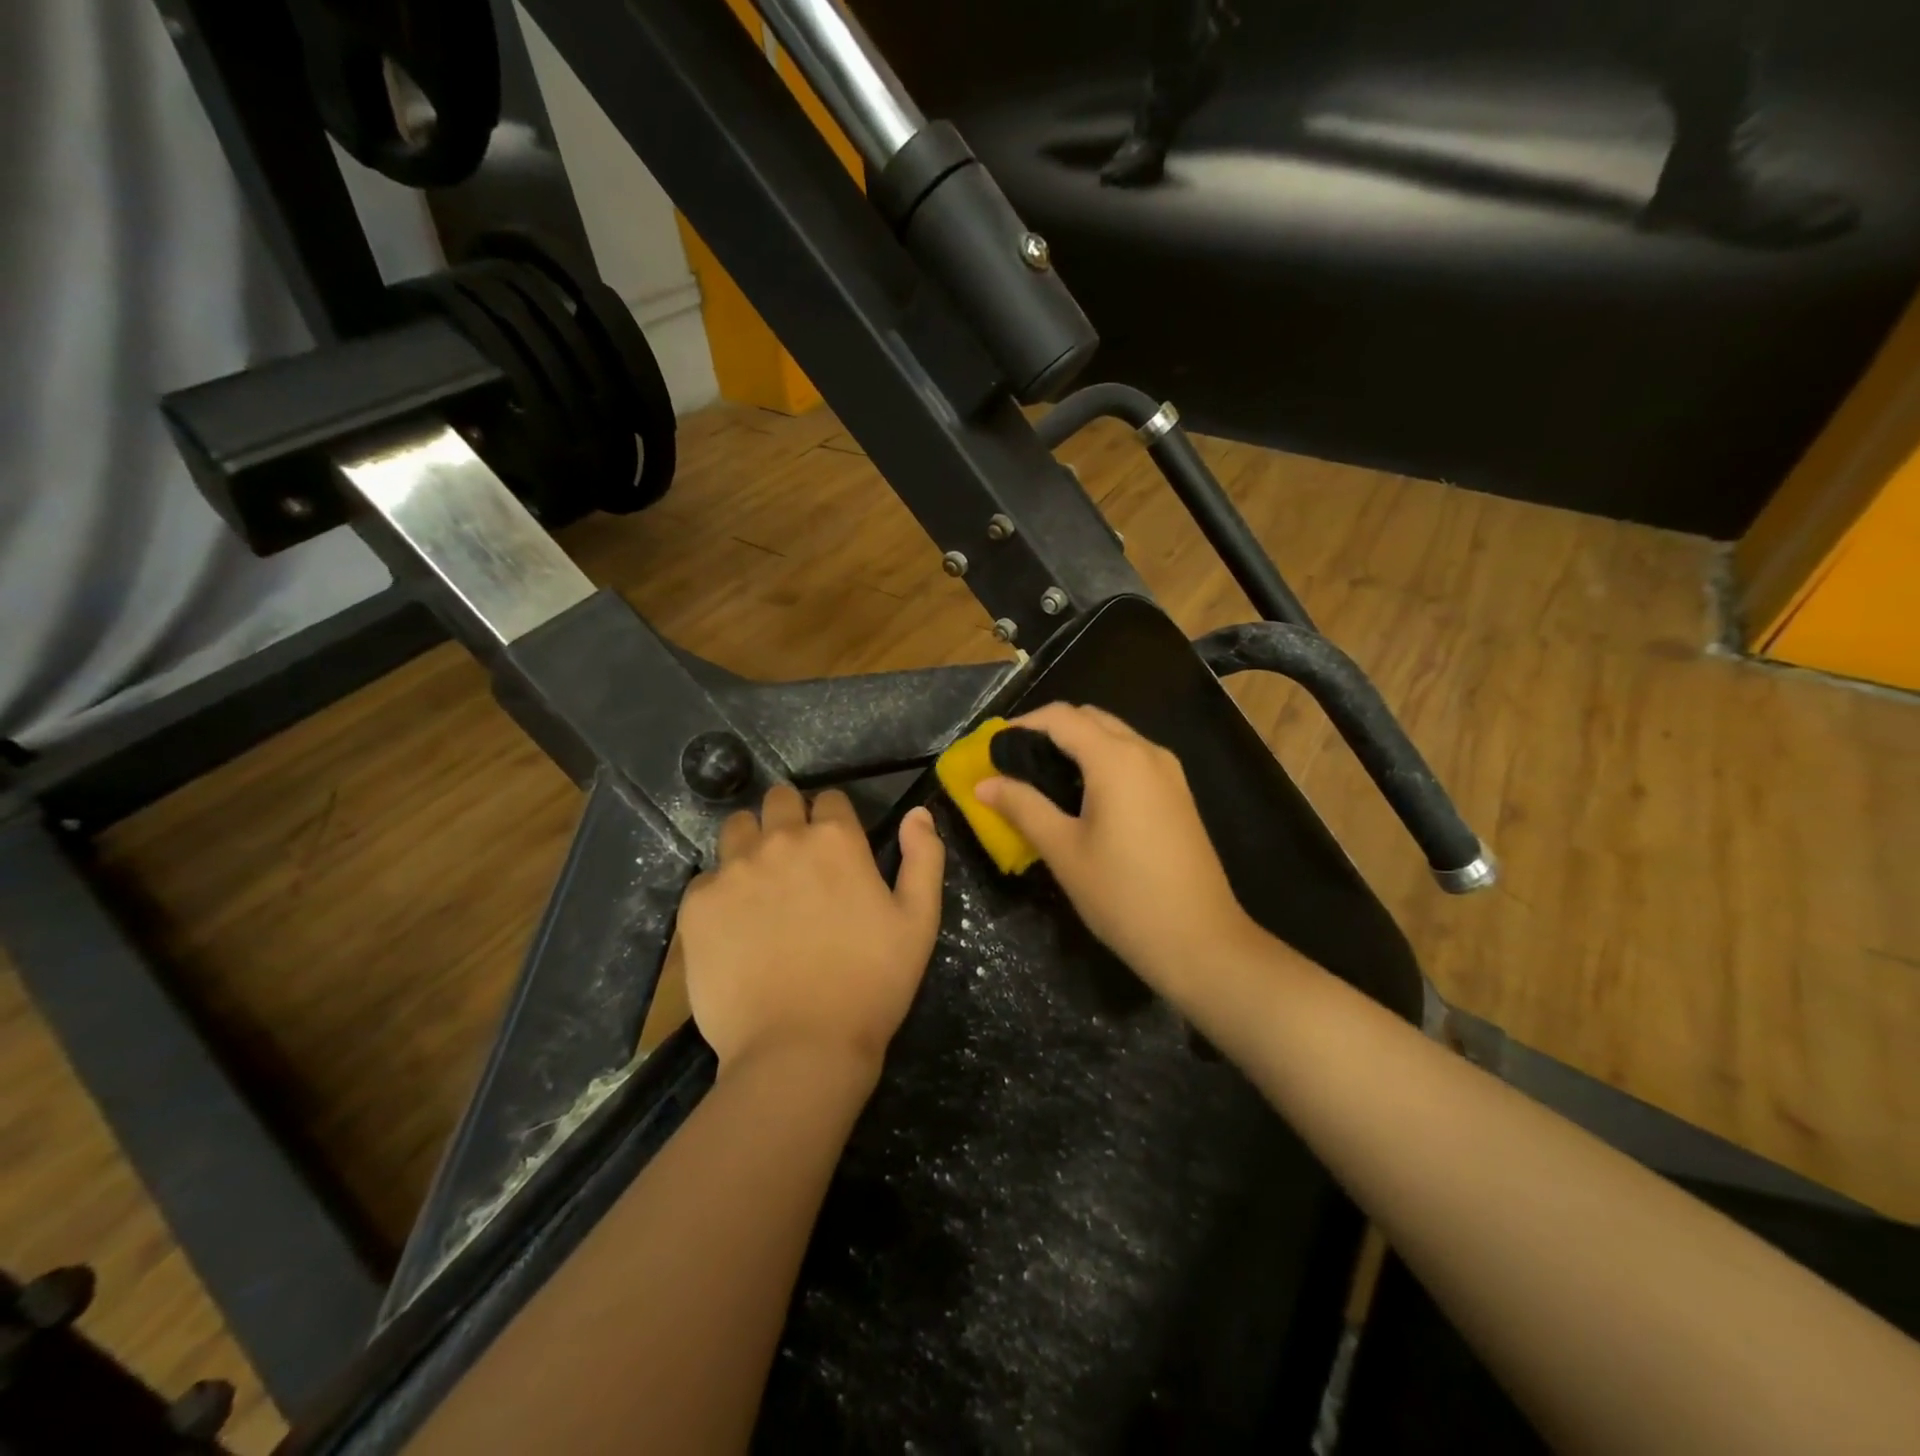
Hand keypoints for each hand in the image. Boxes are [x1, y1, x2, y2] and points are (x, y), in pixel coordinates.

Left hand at [676, 784, 945, 1082]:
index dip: (834, 820)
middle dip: (789, 818)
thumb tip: (918, 812)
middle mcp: (781, 840)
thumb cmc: (871, 984)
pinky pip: (707, 877)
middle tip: (797, 861)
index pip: (829, 799)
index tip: (836, 849)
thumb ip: (924, 857)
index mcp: (835, 839)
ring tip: (761, 885)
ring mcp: (734, 870)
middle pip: (778, 800)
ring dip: (751, 843)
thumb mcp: (919, 921)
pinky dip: (721, 891)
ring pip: (737, 828)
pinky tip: (734, 926)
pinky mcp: (698, 904)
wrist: (800, 1048)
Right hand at [974, 703, 1258, 996]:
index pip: (1062, 717)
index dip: (1023, 724)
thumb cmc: (1123, 895)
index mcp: (1116, 759)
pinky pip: (1133, 758)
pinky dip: (1102, 760)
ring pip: (1116, 736)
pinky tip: (1083, 796)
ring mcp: (1169, 772)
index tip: (993, 747)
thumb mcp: (1063, 851)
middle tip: (1015, 762)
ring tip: (1043, 778)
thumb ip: (1023, 807)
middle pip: (1091, 718)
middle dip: (1050, 730)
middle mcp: (1147, 752)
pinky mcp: (1178, 794)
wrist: (1200, 940)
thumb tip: (984, 783)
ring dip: (1078, 744)